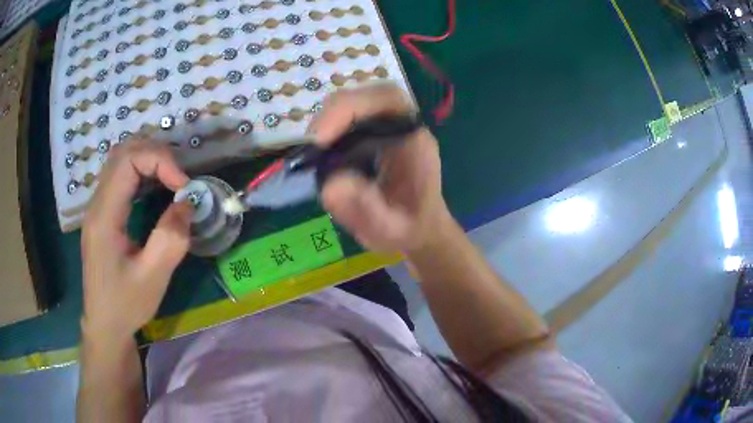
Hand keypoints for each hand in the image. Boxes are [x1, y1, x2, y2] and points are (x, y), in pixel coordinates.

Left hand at [81, 139, 192, 339]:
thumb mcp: (152, 279)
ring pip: (120, 160)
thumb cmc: (125, 305)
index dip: (159, 161)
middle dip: (156, 154)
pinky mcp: (103, 214)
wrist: (104, 324)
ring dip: (149, 160)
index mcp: (104, 216)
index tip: (183, 187)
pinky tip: (155, 189)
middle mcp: (97, 203)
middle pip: (122, 152)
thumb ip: (170, 238)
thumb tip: (187, 203)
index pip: (127, 160)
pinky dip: (142, 172)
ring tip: (171, 180)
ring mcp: (97, 207)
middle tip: (179, 179)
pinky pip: (120, 177)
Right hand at [309, 83, 450, 252]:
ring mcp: (386, 129)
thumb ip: (367, 211)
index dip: (353, 107)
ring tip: (314, 152)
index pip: (389, 100)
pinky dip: (329, 131)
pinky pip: (348, 121)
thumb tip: (330, 185)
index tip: (322, 138)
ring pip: (355, 105)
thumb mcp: (390, 229)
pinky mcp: (371, 136)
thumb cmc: (409, 229)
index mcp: (414, 140)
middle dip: (336, 113)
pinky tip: (321, 153)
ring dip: (330, 122)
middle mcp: (401, 127)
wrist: (418, 230)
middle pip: (368, 96)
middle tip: (313, 144)